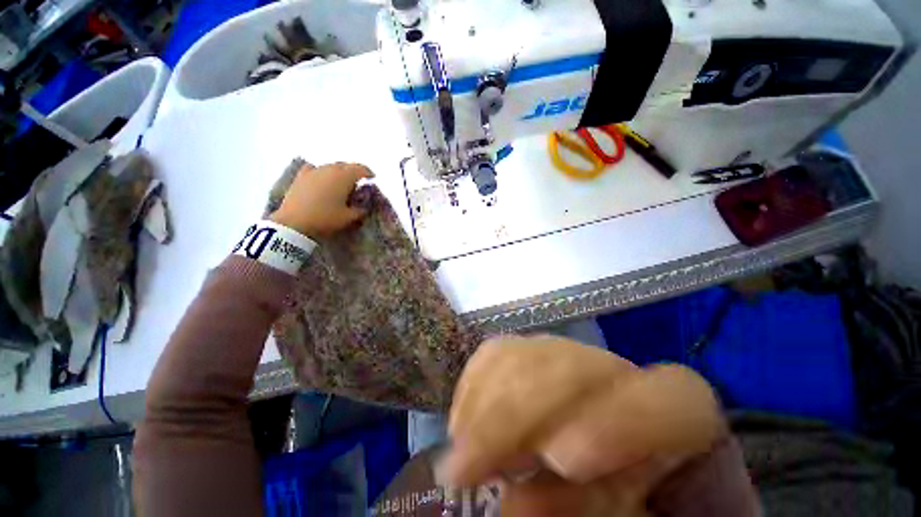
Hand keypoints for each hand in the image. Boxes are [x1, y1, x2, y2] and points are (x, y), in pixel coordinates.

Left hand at [270, 162, 373, 237]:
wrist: (294, 222)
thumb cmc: (325, 218)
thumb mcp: (349, 217)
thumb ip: (361, 210)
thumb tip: (365, 206)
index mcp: (344, 176)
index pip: (361, 169)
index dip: (368, 173)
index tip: (373, 178)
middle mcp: (330, 168)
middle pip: (346, 166)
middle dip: (354, 173)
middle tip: (358, 183)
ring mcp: (314, 170)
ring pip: (331, 167)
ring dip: (339, 173)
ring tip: (341, 184)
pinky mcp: (301, 176)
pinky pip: (315, 169)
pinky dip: (322, 173)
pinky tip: (321, 179)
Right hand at [438, 335, 730, 516]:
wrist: (597, 456)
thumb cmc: (626, 497)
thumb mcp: (619, 516)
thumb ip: (586, 512)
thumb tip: (516, 503)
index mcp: (673, 408)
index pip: (672, 397)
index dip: (623, 421)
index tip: (564, 460)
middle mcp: (613, 370)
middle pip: (572, 366)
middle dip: (517, 412)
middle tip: (468, 466)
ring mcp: (565, 352)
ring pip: (523, 353)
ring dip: (484, 400)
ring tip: (460, 451)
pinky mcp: (528, 351)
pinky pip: (496, 352)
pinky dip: (473, 383)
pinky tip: (464, 420)